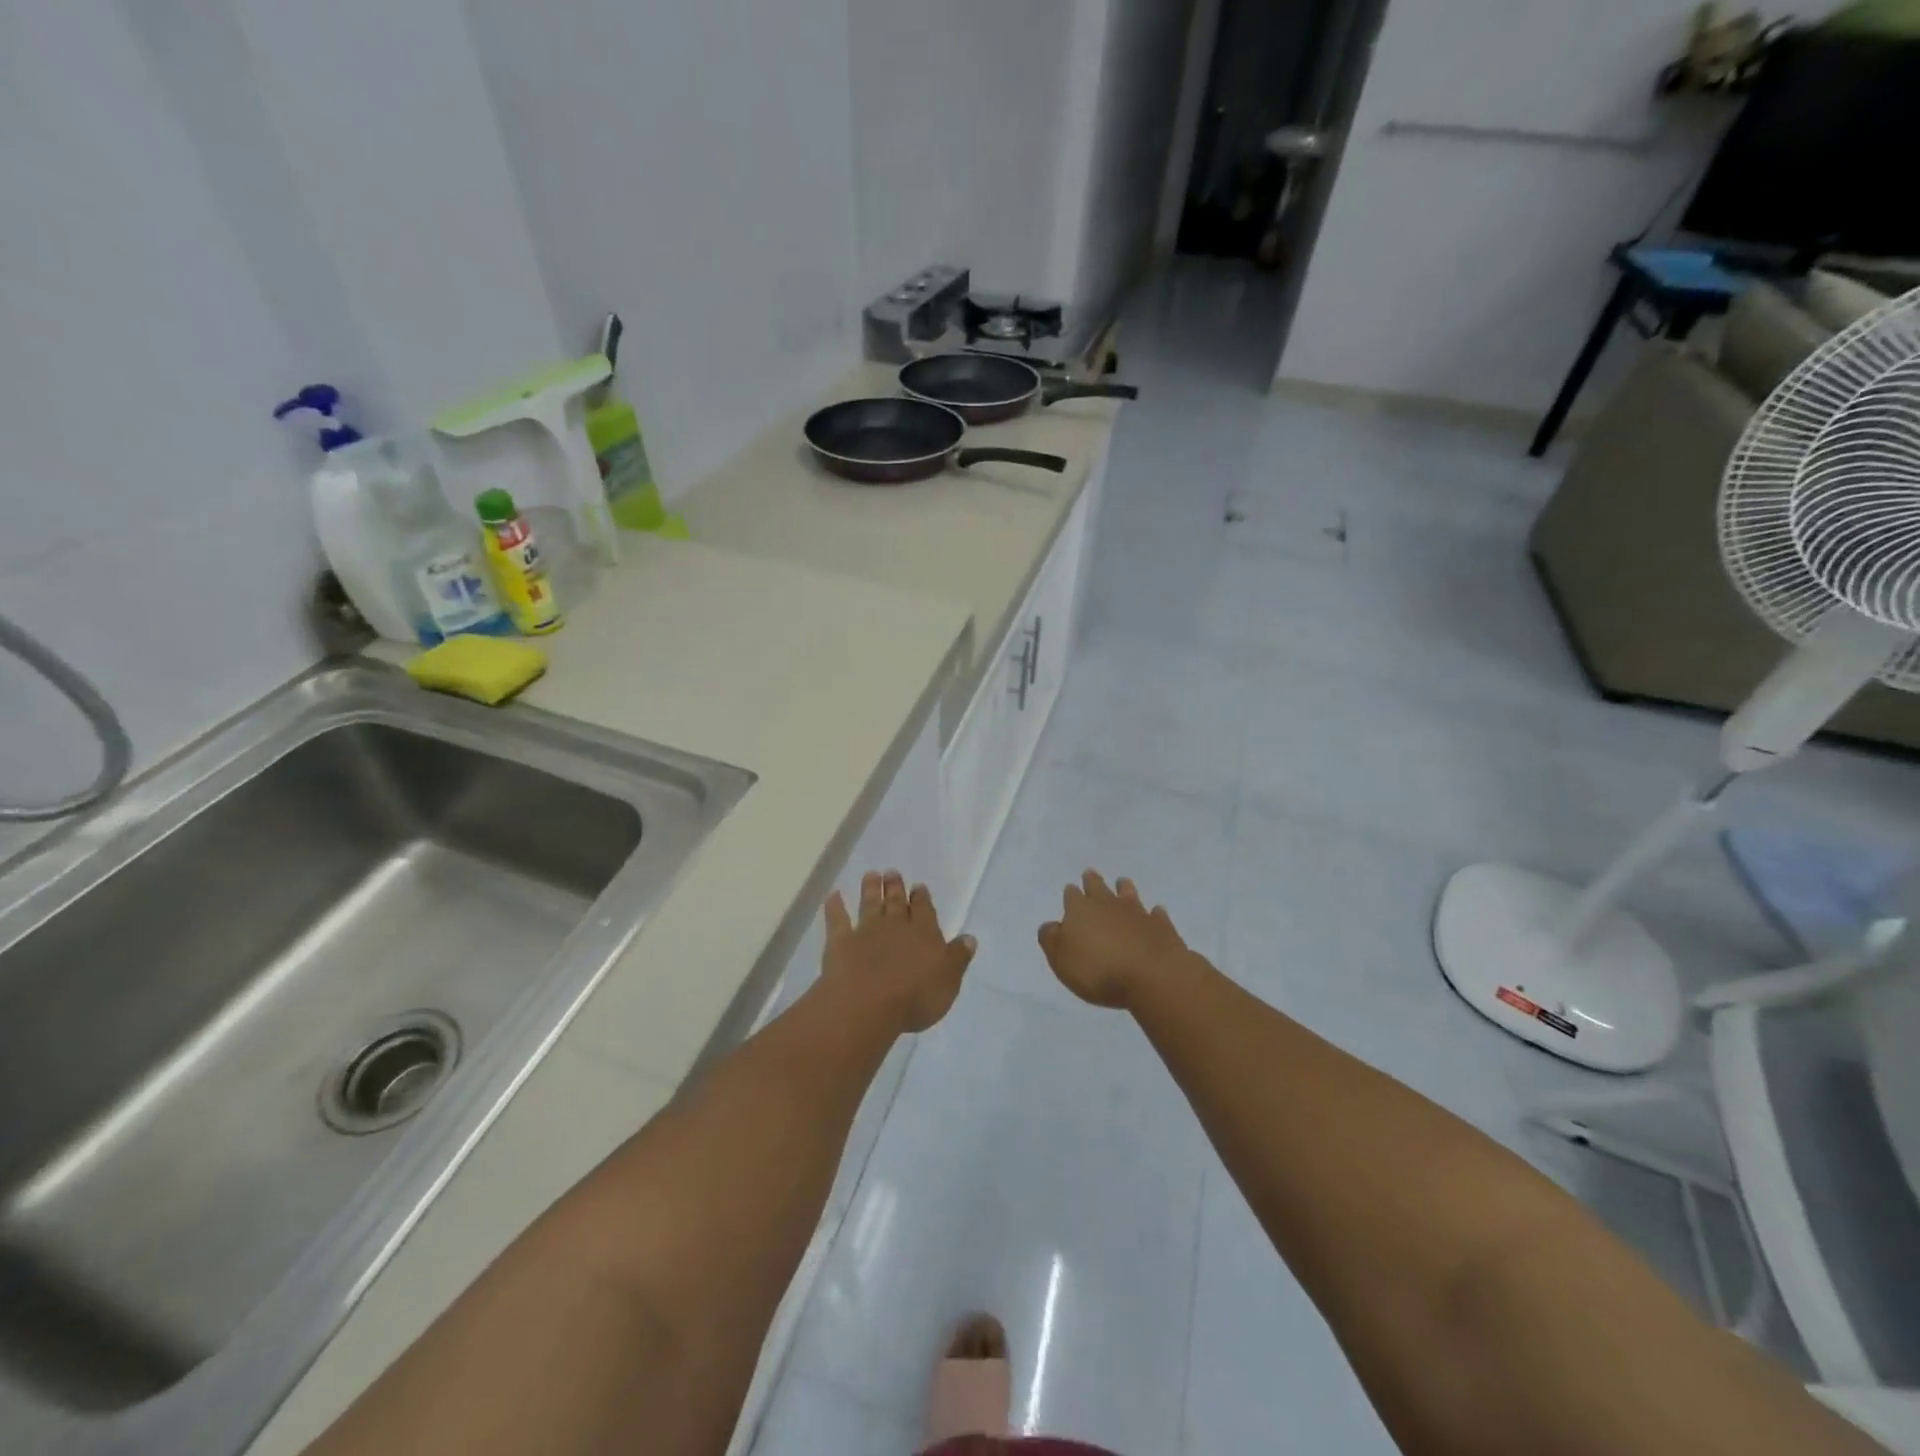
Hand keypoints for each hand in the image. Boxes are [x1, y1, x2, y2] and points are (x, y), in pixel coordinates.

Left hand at [823, 871, 975, 1032]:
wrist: (867, 1005)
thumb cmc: (915, 997)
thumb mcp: (948, 980)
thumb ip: (958, 957)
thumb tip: (969, 937)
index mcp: (924, 933)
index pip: (924, 910)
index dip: (922, 898)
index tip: (919, 886)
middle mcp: (895, 926)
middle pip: (895, 902)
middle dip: (895, 887)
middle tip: (892, 872)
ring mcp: (866, 932)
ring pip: (869, 904)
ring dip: (870, 889)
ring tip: (871, 874)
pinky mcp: (840, 943)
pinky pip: (837, 919)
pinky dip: (835, 906)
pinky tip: (833, 895)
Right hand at [1038, 871, 1198, 1009]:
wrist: (1152, 976)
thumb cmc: (1098, 970)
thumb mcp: (1061, 960)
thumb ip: (1051, 939)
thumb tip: (1051, 925)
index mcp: (1080, 910)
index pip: (1072, 896)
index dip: (1070, 894)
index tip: (1070, 889)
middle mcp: (1108, 905)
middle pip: (1098, 887)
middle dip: (1093, 881)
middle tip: (1090, 873)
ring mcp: (1137, 913)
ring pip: (1128, 894)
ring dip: (1124, 888)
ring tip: (1122, 883)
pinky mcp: (1161, 926)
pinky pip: (1156, 915)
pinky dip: (1154, 913)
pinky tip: (1156, 913)